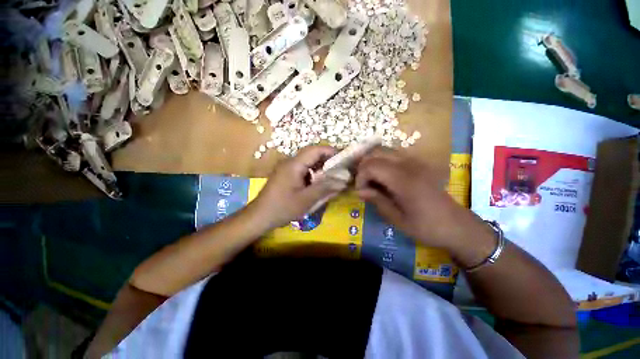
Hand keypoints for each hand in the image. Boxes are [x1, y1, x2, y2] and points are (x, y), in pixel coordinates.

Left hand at [251, 146, 348, 228]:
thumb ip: (326, 188)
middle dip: (328, 159)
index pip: (315, 149)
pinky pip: (303, 169)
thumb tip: (344, 180)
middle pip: (312, 154)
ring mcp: (287, 168)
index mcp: (294, 164)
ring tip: (333, 176)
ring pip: (308, 162)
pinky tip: (319, 183)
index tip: (344, 159)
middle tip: (341, 169)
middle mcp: (290, 162)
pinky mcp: (286, 175)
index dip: (331, 151)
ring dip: (321, 167)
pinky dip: (314, 173)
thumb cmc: (282, 208)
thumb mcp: (306, 200)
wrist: (259, 216)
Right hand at [355, 148, 484, 249]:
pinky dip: (382, 161)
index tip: (361, 191)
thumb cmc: (426, 227)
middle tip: (364, 184)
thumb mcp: (397, 219)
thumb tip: (360, 191)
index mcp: (404, 181)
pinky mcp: (418, 163)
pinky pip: (393, 154)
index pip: (372, 166)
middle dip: (364, 167)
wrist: (457, 225)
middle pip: (376, 153)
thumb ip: (377, 201)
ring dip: (372, 162)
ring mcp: (415, 162)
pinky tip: (383, 177)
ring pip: (384, 150)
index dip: (361, 177)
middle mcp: (409, 165)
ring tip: (371, 180)